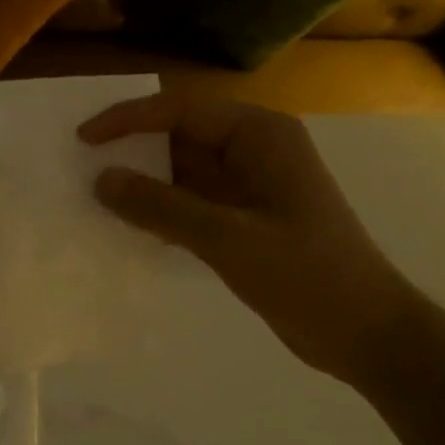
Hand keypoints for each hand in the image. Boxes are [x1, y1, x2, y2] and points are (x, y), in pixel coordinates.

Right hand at [79, 95, 418, 384]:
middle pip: (179, 137)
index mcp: (259, 135)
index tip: (83, 139)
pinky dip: (161, 211)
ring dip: (143, 184)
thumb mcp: (228, 239)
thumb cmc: (307, 275)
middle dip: (132, 151)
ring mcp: (250, 186)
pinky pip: (191, 203)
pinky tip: (128, 226)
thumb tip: (101, 179)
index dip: (127, 120)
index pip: (180, 111)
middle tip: (78, 168)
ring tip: (92, 197)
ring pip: (182, 172)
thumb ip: (162, 207)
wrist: (366, 333)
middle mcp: (253, 150)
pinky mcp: (244, 219)